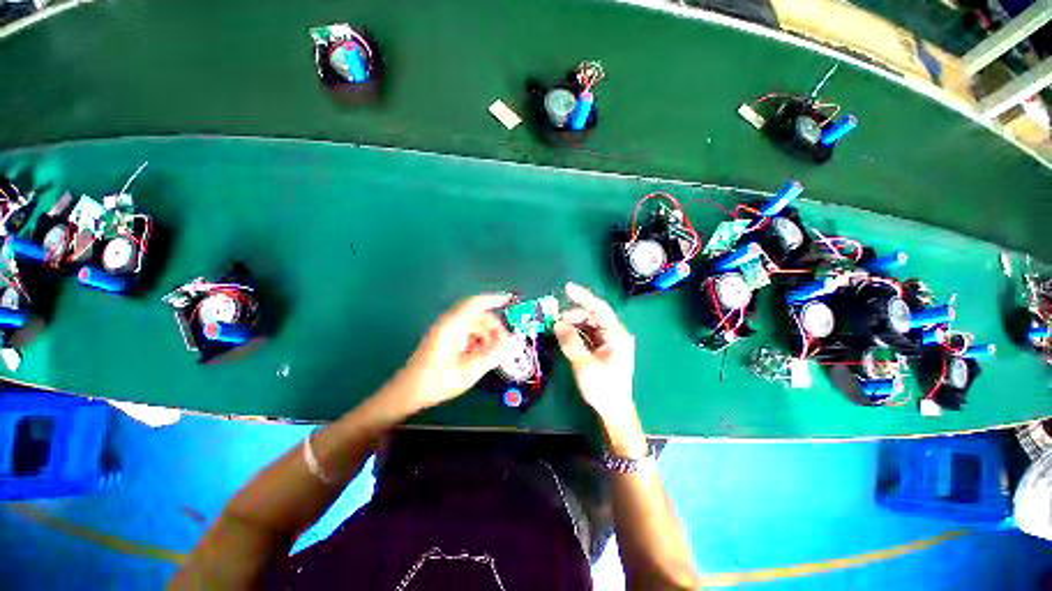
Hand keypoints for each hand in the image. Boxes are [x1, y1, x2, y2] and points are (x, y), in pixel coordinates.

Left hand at [385, 293, 512, 415]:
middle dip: (493, 325)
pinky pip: (465, 332)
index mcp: (453, 326)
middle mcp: (448, 323)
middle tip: (504, 341)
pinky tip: (480, 353)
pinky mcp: (443, 339)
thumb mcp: (470, 370)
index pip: (476, 303)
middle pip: (476, 314)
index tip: (510, 300)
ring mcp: (444, 330)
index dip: (494, 299)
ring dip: (485, 333)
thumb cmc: (438, 380)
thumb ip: (492, 355)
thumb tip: (508, 343)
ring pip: (471, 324)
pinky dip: (476, 338)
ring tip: (493, 351)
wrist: (409, 392)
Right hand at [554, 282, 644, 454]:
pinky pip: (589, 334)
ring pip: (590, 324)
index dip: (583, 296)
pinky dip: (577, 332)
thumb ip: (570, 341)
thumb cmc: (603, 388)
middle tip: (555, 317)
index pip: (599, 308)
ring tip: (558, 327)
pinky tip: (566, 335)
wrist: (614, 409)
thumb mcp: (584, 364)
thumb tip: (558, 323)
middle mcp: (615, 334)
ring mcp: (610, 341)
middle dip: (574, 314)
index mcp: (616, 335)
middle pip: (593, 316)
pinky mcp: (605, 348)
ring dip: (574, 324)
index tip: (568, 288)